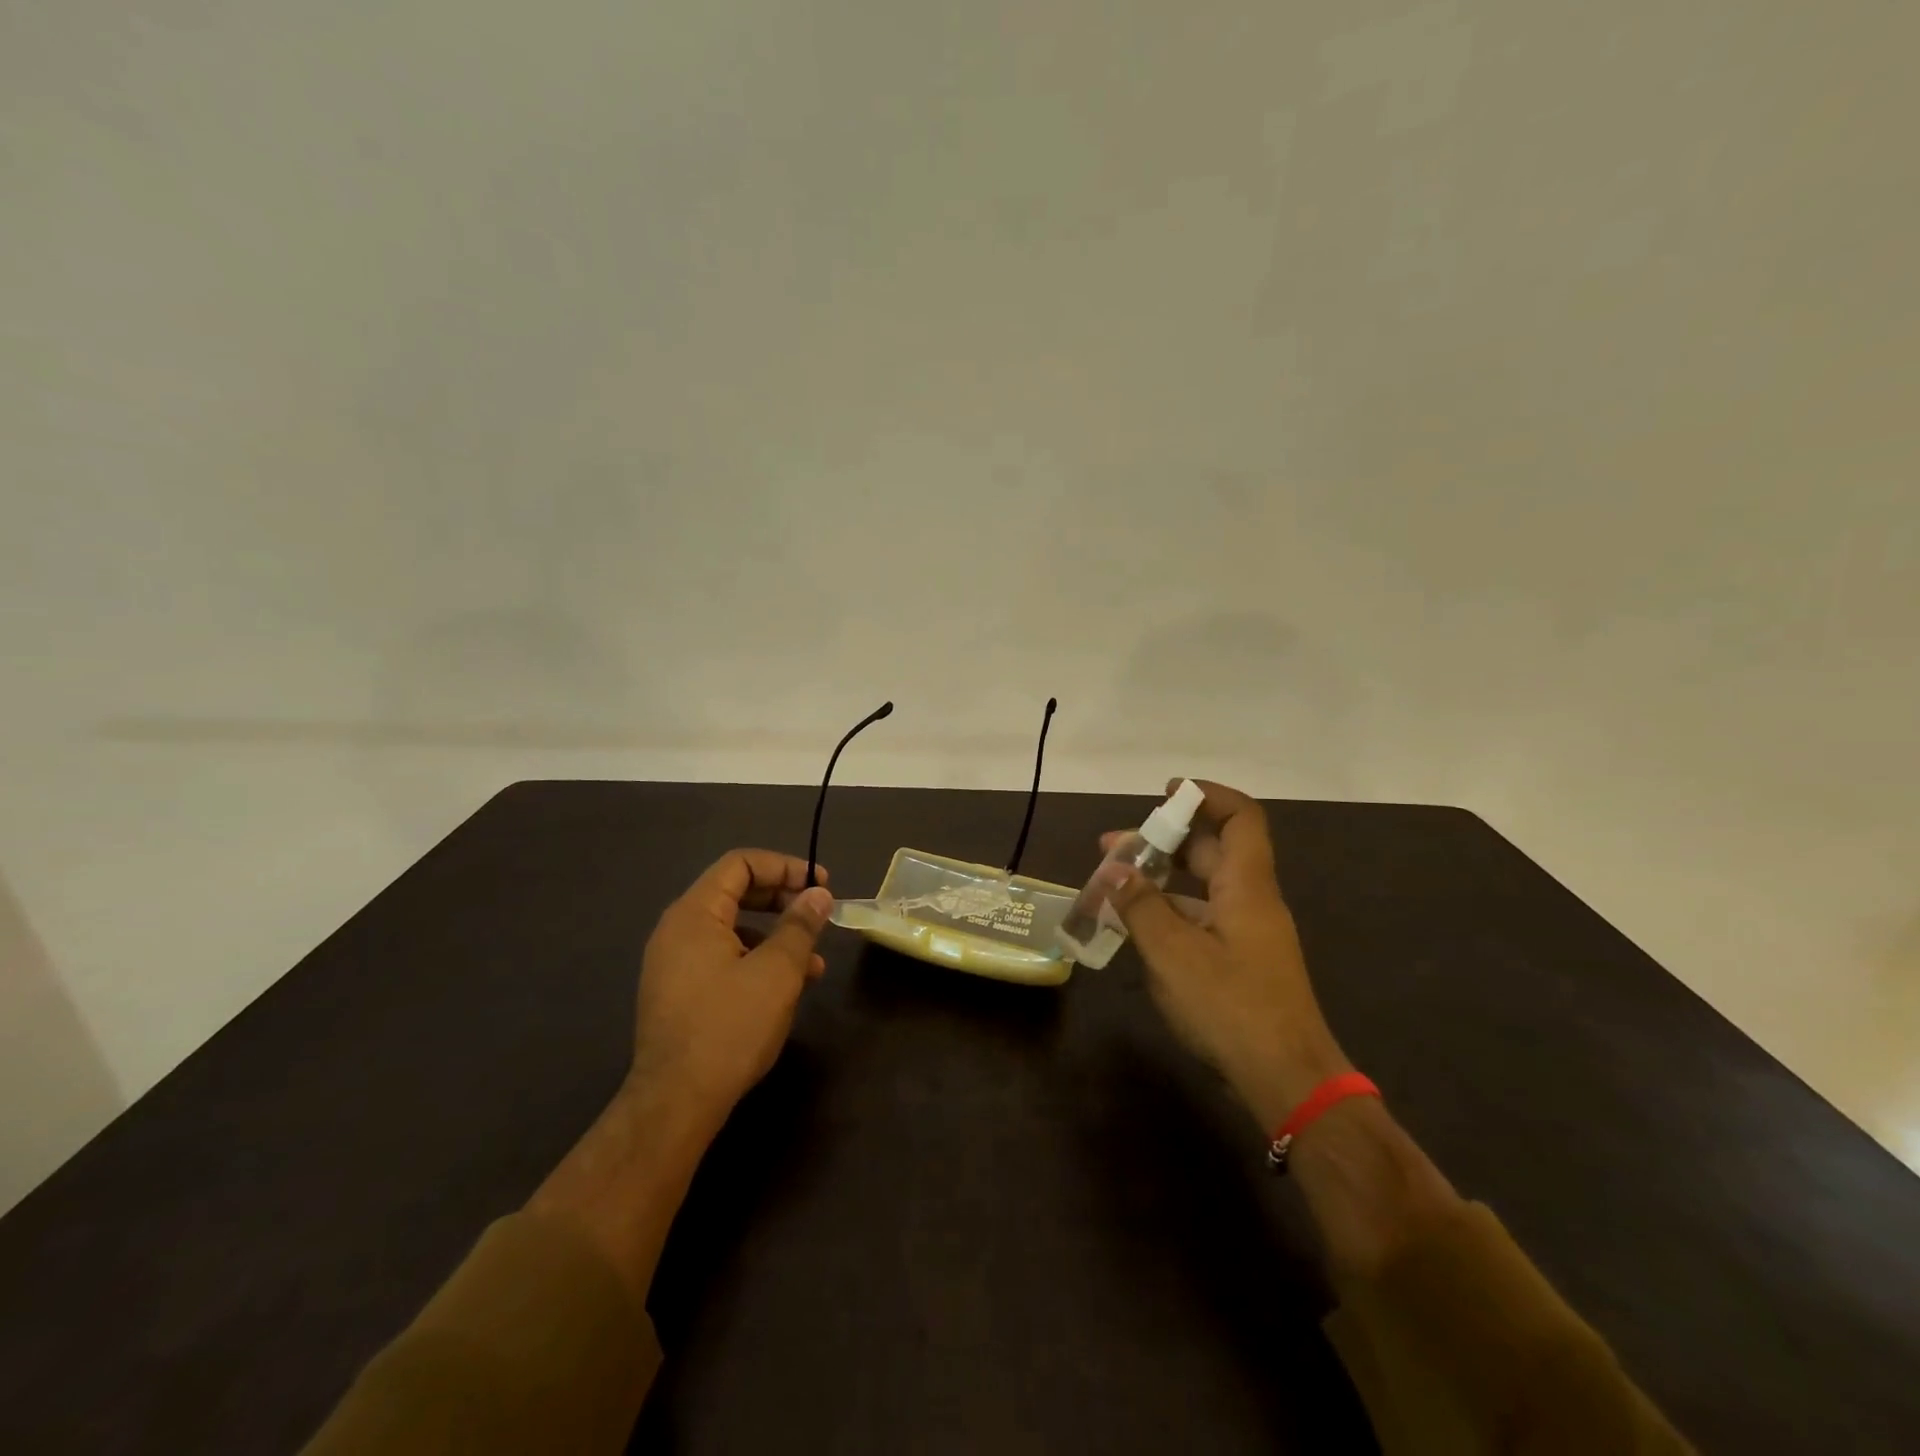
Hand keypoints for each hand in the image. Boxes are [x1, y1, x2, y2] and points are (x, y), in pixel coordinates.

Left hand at [630, 849, 834, 1129]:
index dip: (785, 866)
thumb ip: (800, 926)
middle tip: (818, 914)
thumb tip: (817, 894)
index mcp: (694, 914)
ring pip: (733, 928)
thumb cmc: (729, 1027)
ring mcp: (674, 962)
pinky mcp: (679, 991)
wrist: (675, 1104)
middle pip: (736, 891)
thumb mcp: (777, 972)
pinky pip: (723, 956)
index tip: (820, 886)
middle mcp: (677, 930)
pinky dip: (757, 958)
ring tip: (814, 963)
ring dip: (776, 934)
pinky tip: (786, 987)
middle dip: (783, 899)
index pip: (741, 864)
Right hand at [1105, 781, 1350, 1129]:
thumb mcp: (1173, 954)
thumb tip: (1116, 869)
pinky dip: (1170, 913)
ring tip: (1113, 887)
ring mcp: (1249, 933)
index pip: (1241, 818)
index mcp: (1246, 887)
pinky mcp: (1242, 962)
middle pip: (1214, 850)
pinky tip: (1137, 929)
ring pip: (1204, 888)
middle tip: (1115, 846)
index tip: (1166, 792)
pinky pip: (1203, 919)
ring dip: (1162, 880)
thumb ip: (1141, 906)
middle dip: (1164, 840)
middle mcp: (1252, 901)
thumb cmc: (1231, 1007)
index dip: (1207, 796)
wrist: (1288, 1081)